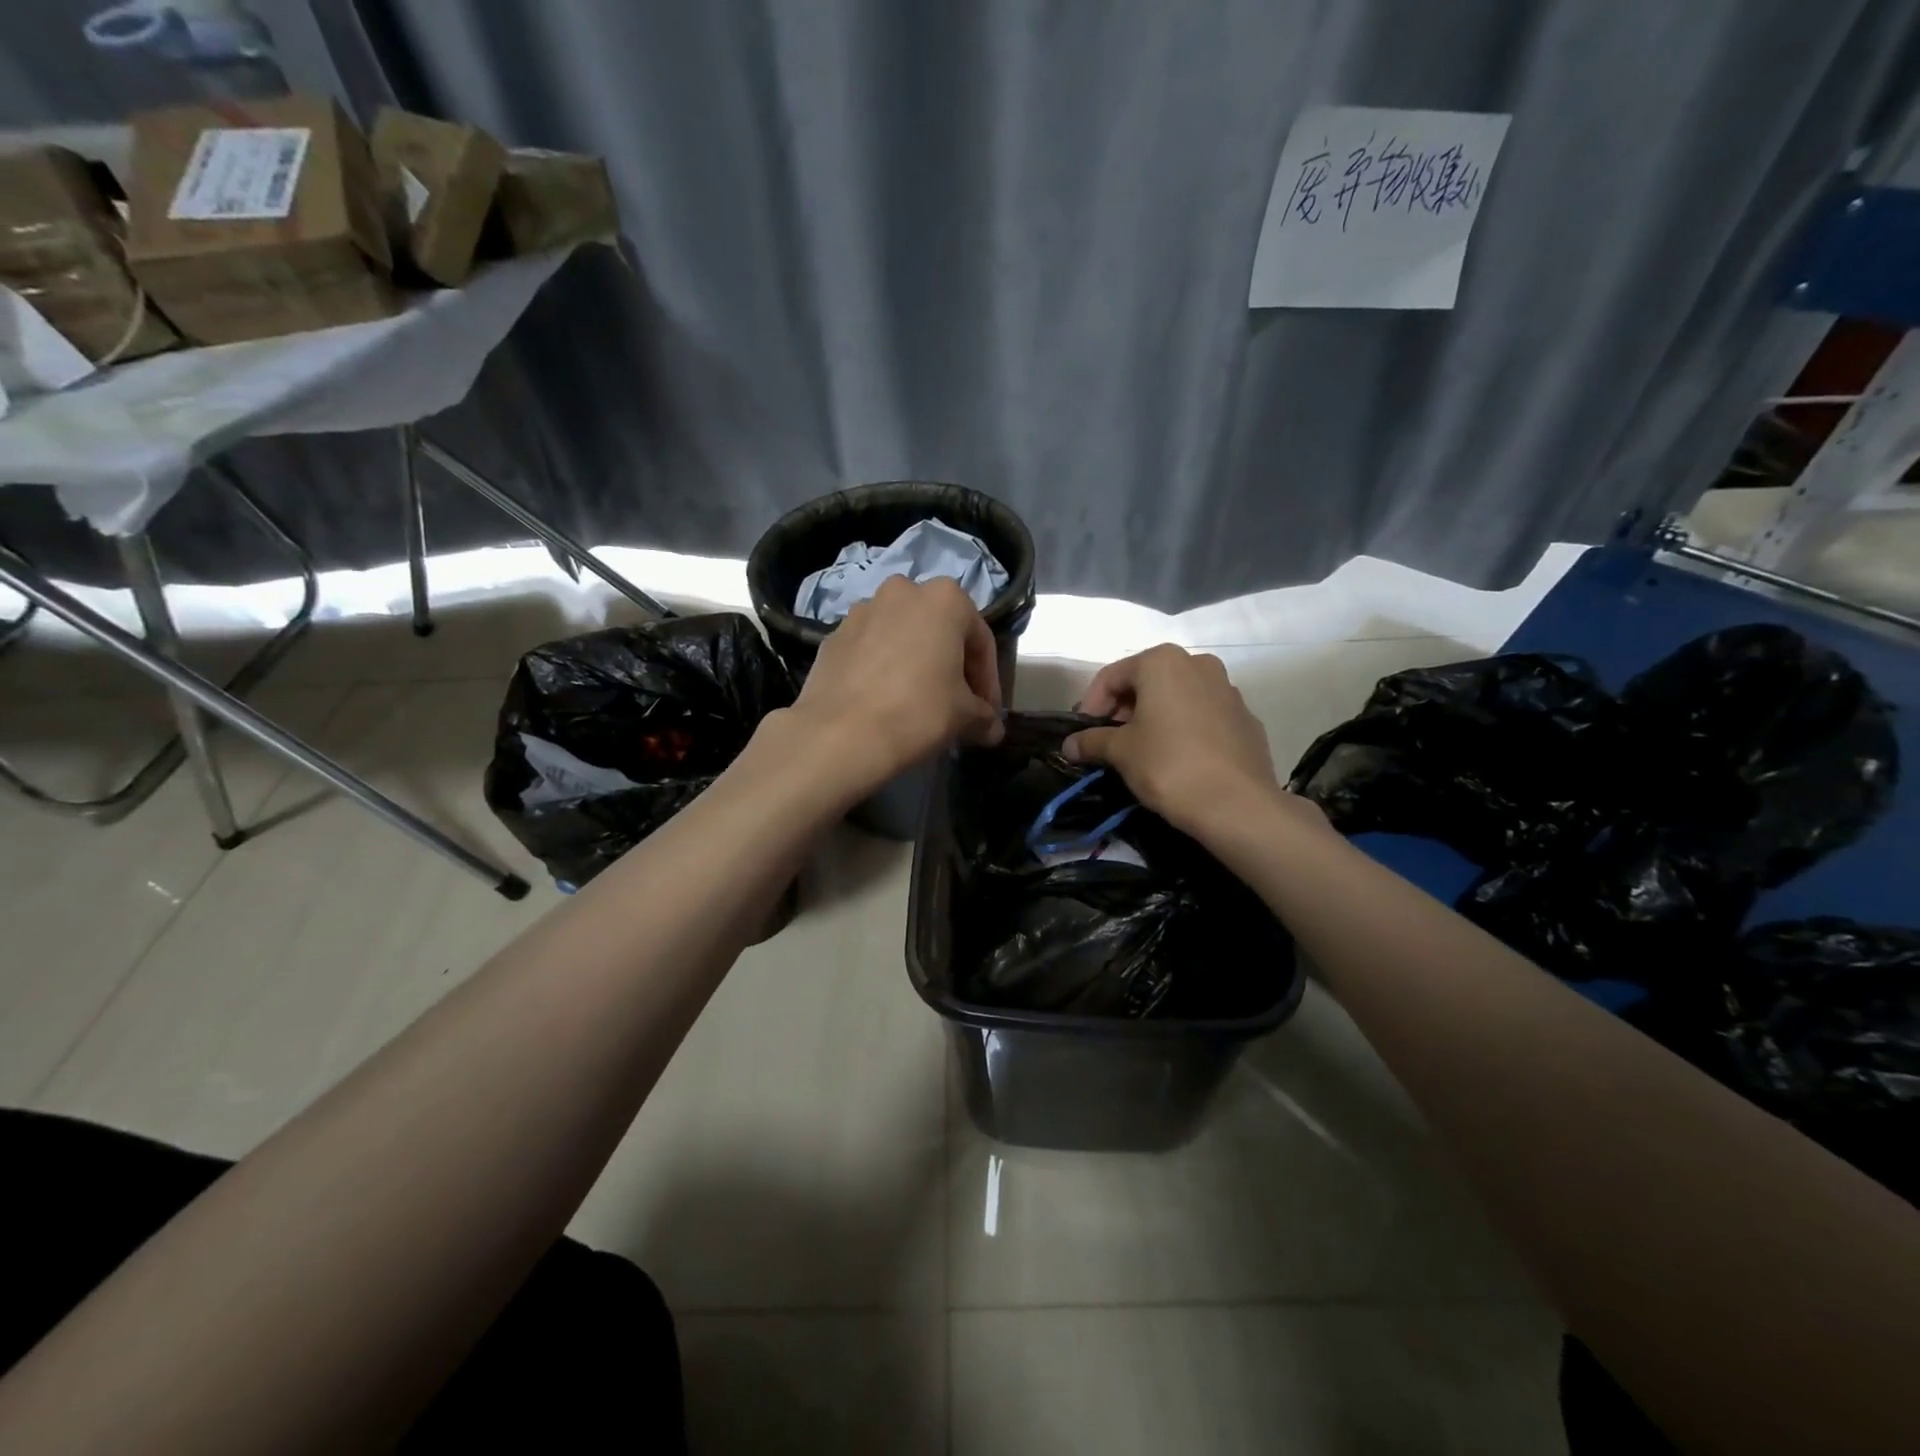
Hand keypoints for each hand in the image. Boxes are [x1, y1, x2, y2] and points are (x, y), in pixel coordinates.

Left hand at [787, 576, 1004, 794]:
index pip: (980, 640)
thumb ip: (985, 716)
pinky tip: (884, 701)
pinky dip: (883, 669)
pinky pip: (870, 649)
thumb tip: (992, 729)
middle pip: (939, 630)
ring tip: (918, 702)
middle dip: (951, 665)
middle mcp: (903, 591)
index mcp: (945, 599)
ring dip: (915, 663)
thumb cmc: (918, 712)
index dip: (988, 680)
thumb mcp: (965, 716)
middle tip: (956, 703)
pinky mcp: (833, 636)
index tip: (988, 711)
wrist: (840, 734)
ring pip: (902, 636)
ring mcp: (862, 610)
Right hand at [1064, 645, 1325, 841]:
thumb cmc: (1168, 765)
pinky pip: (1203, 717)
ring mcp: (1228, 690)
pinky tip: (1177, 760)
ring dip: (1154, 718)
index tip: (1083, 735)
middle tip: (1109, 743)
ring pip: (1177, 698)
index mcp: (1163, 662)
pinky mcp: (1246, 719)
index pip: (1112, 676)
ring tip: (1141, 752)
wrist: (1237, 804)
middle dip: (1123, 710)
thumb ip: (1092, 741)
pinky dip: (1184, 730)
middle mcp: (1198, 664)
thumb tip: (1069, 745)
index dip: (1091, 705)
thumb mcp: (1121, 752)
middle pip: (1147, 682)